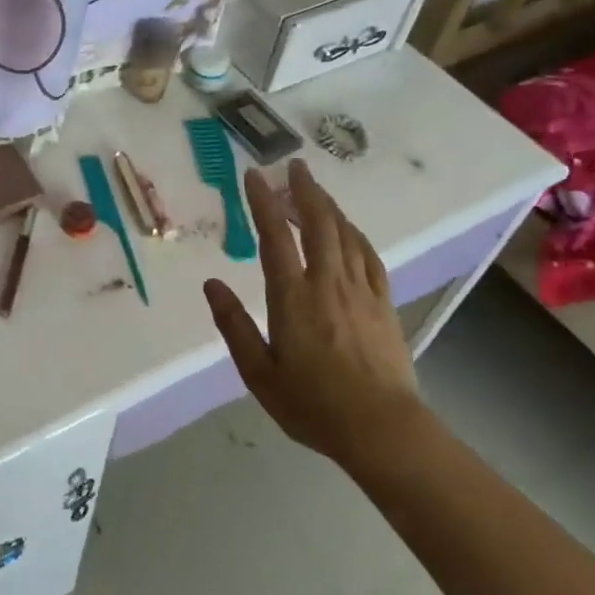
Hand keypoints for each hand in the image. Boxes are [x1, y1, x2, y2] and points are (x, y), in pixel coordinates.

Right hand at [204, 160, 424, 471]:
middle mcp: (327, 283)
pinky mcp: (383, 303)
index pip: (274, 237)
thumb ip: (233, 325)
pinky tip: (348, 229)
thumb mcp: (259, 373)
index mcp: (292, 297)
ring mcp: (360, 290)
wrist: (382, 429)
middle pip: (317, 223)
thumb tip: (212, 285)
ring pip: (345, 233)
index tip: (254, 175)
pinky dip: (355, 234)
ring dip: (328, 206)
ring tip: (314, 189)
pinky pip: (369, 255)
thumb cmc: (313, 404)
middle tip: (293, 166)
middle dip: (303, 190)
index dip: (262, 202)